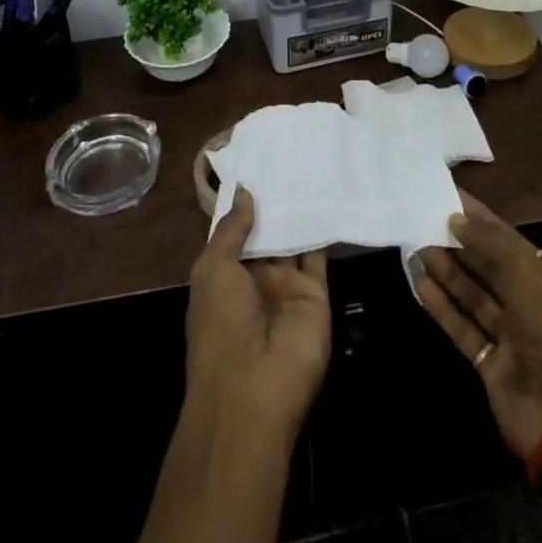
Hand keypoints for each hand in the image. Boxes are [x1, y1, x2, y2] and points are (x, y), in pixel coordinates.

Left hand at [186, 188, 330, 437]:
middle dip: (275, 203)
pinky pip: (319, 258)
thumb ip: (232, 229)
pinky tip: (328, 198)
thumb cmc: (221, 324)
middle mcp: (256, 281)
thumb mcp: (213, 269)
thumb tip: (245, 190)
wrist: (253, 388)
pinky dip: (323, 231)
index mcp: (224, 277)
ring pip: (294, 242)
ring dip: (299, 213)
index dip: (245, 203)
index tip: (258, 163)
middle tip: (289, 155)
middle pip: (268, 234)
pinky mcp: (315, 296)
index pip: (236, 233)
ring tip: (310, 166)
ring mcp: (286, 289)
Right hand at [413, 191, 541, 460]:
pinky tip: (419, 283)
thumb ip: (490, 243)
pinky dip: (442, 306)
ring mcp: (510, 336)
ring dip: (446, 271)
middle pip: (488, 265)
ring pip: (473, 295)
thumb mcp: (526, 274)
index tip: (448, 194)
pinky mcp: (490, 363)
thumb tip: (456, 220)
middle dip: (458, 243)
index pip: (507, 238)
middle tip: (424, 219)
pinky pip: (462, 326)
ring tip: (415, 246)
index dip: (479, 216)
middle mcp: (530, 303)